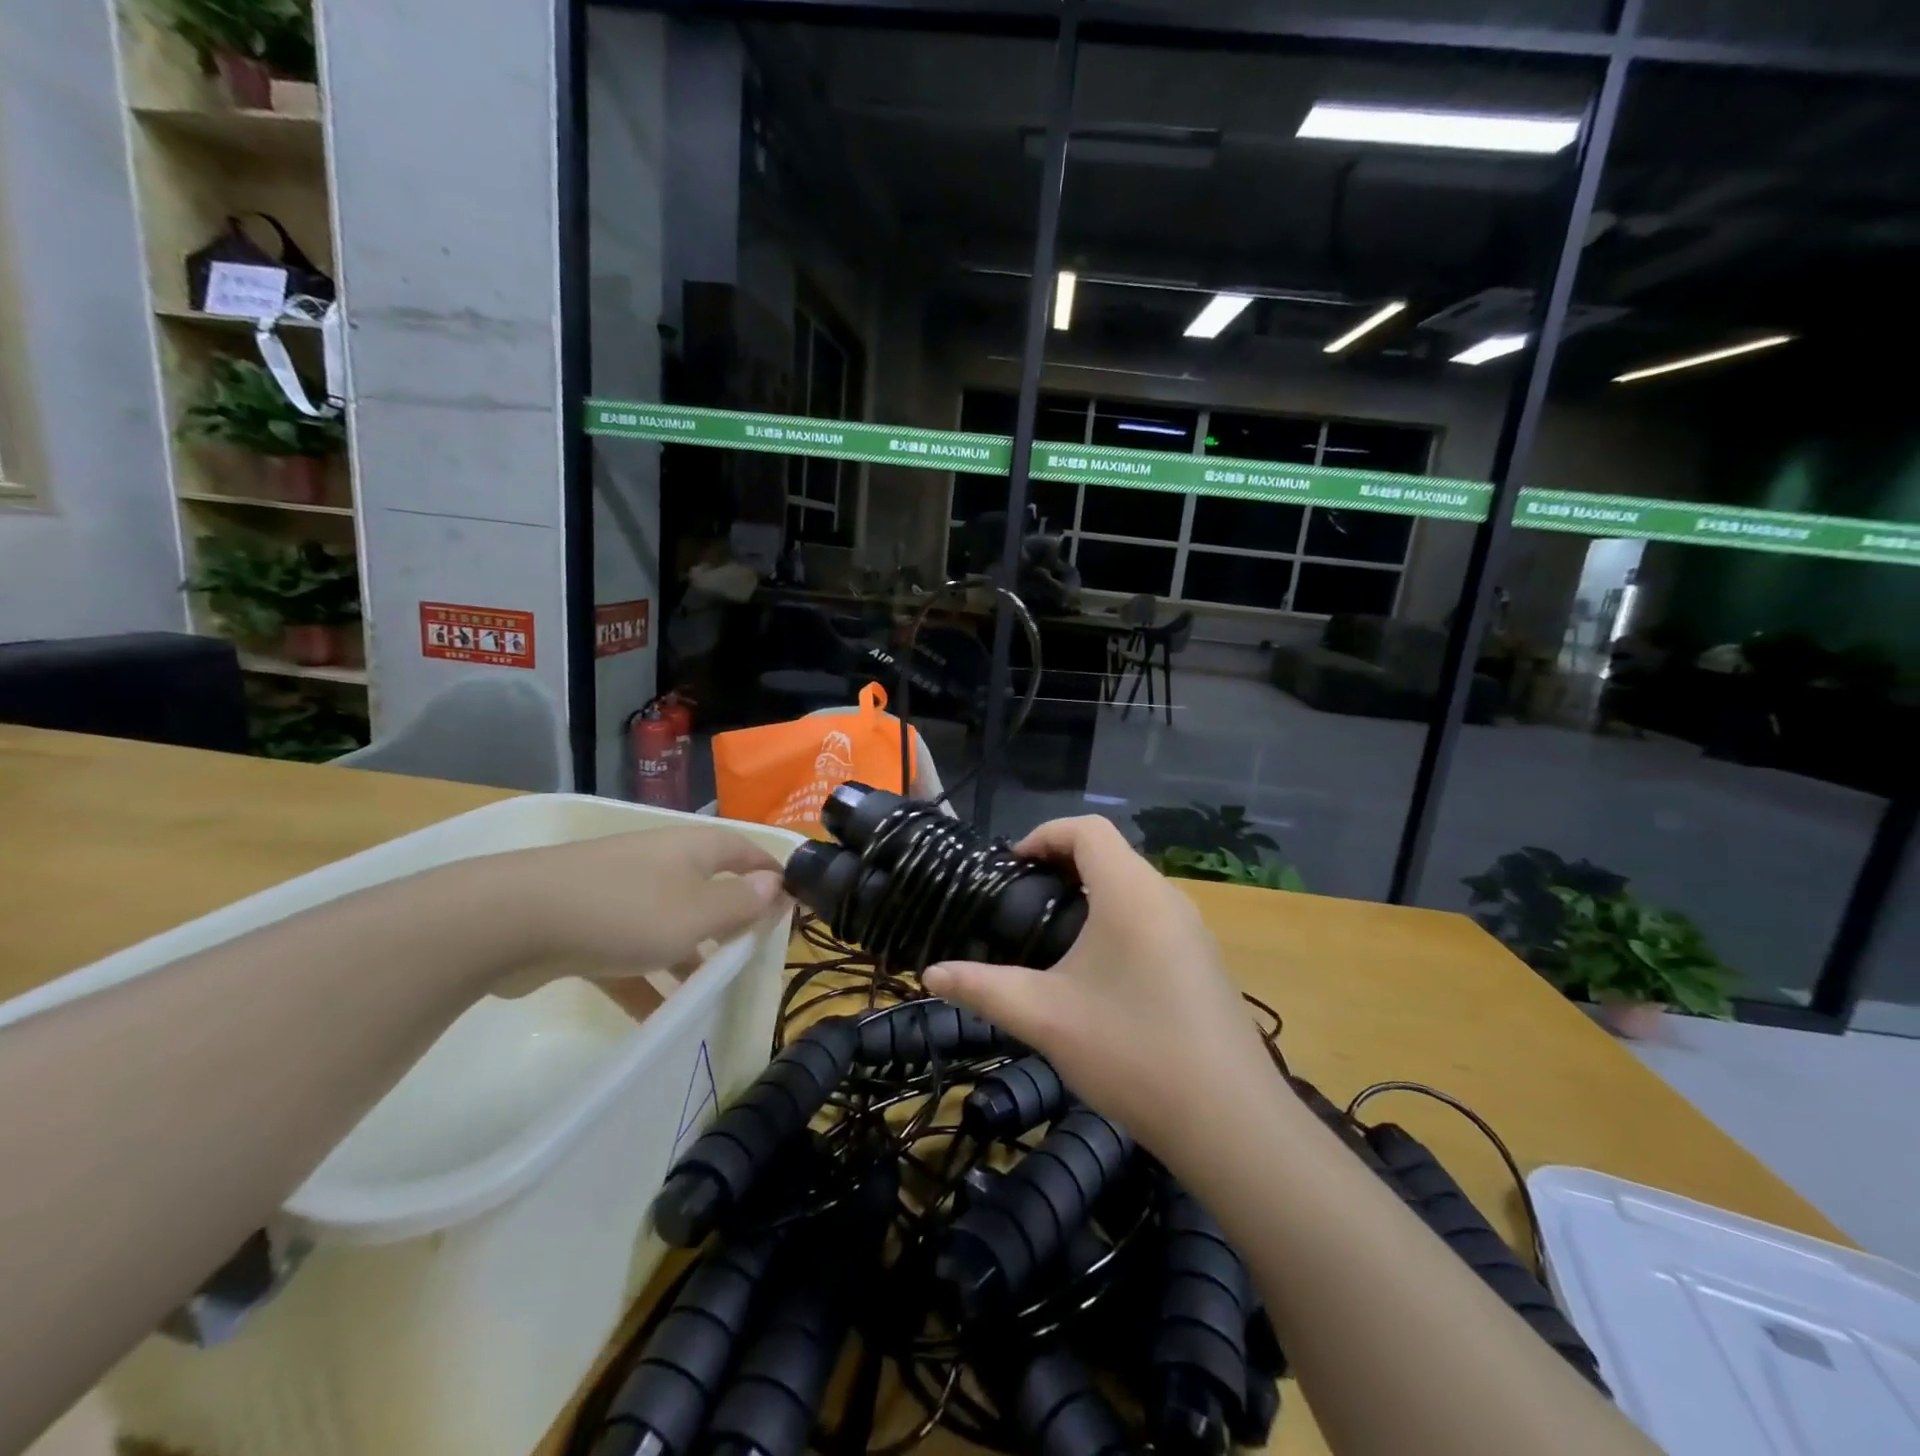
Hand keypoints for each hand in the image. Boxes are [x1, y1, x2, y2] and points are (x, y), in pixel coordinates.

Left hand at [470, 826, 790, 991]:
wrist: (513, 920)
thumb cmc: (626, 911)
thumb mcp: (698, 913)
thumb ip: (742, 903)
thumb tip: (776, 885)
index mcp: (691, 850)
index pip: (744, 852)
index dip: (770, 873)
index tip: (791, 904)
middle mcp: (659, 863)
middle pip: (707, 887)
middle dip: (731, 920)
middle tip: (753, 954)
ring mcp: (618, 892)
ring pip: (668, 923)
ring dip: (690, 955)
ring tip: (711, 992)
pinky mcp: (583, 924)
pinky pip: (628, 953)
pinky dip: (645, 981)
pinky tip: (656, 1018)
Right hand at [924, 816, 1276, 1160]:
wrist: (1231, 1122)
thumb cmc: (1130, 1051)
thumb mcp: (1044, 1017)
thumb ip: (982, 989)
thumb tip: (930, 974)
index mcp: (1130, 892)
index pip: (1087, 829)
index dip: (1044, 835)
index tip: (1010, 868)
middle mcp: (1167, 898)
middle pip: (1111, 853)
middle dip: (1063, 864)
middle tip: (1022, 902)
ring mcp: (1194, 930)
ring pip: (1135, 886)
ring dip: (1092, 894)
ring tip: (1053, 935)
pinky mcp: (1205, 962)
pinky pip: (1154, 917)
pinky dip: (1119, 920)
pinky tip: (1099, 974)